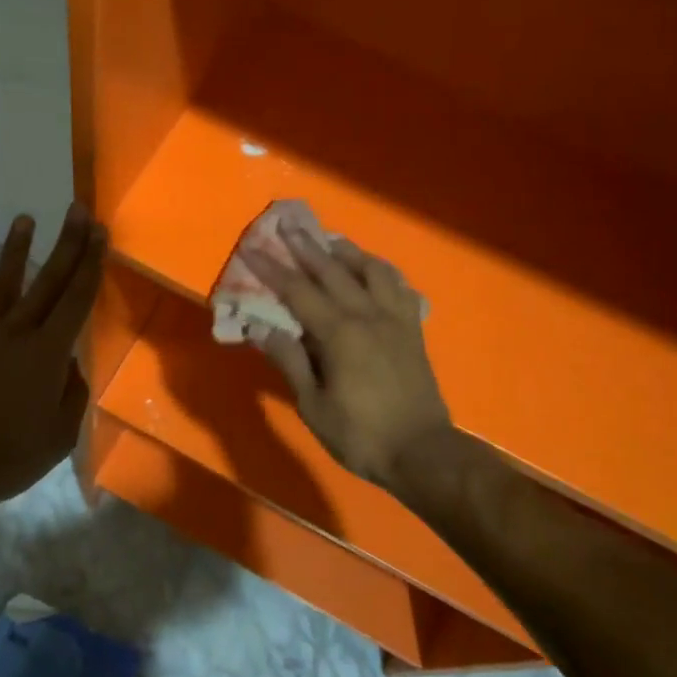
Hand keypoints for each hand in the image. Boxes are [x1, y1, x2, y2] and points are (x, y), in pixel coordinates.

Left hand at [0, 206, 106, 508]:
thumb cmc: (5, 458)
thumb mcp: (58, 436)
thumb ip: (71, 393)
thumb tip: (69, 363)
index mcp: (47, 354)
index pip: (76, 299)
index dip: (90, 263)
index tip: (100, 233)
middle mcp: (16, 332)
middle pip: (48, 280)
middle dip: (68, 243)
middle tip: (79, 210)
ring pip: (5, 282)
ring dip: (18, 249)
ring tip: (26, 219)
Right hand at [244, 227, 453, 497]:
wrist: (423, 453)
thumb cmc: (362, 434)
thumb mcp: (314, 405)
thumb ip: (290, 361)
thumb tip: (261, 328)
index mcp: (340, 333)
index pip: (298, 291)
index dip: (272, 269)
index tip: (252, 248)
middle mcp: (368, 315)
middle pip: (333, 271)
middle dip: (306, 246)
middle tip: (288, 223)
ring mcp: (395, 319)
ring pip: (372, 270)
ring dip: (348, 252)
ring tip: (331, 241)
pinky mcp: (413, 329)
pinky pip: (399, 287)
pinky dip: (382, 272)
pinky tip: (373, 271)